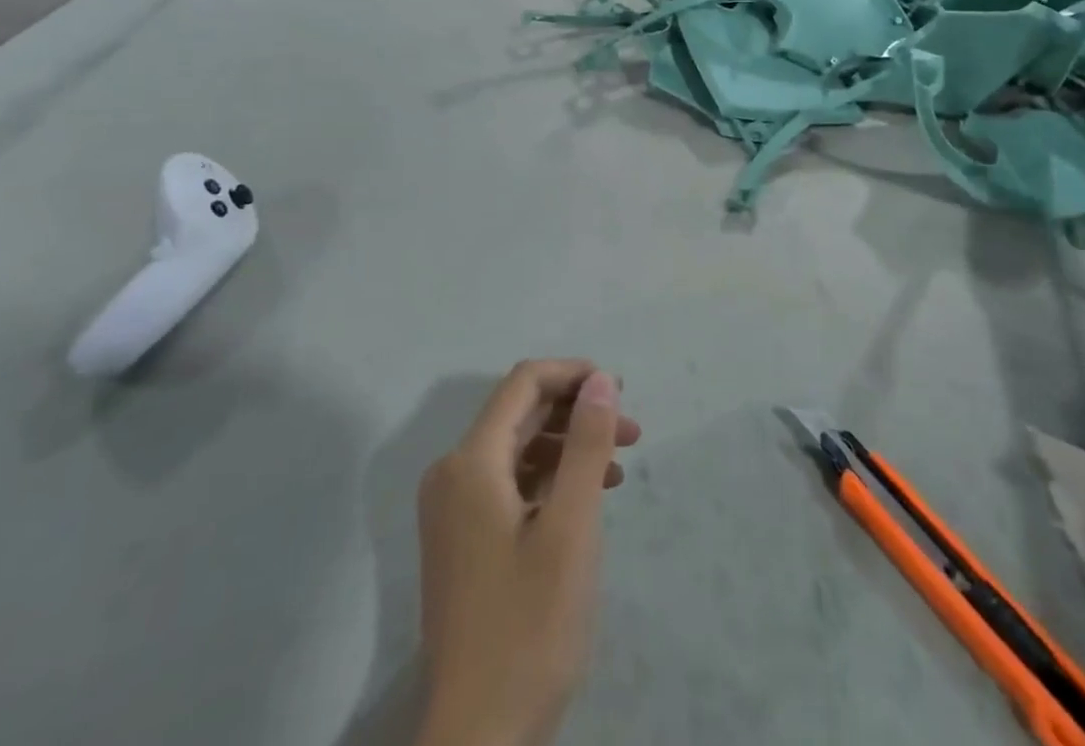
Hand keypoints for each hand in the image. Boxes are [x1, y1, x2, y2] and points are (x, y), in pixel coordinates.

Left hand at [415, 359, 641, 745]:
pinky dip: (550, 480)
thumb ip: (586, 445)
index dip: (572, 374)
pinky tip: (587, 498)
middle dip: (577, 412)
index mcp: (470, 461)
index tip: (618, 388)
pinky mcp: (462, 540)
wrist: (478, 739)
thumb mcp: (571, 528)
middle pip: (519, 414)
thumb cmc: (529, 627)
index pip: (523, 383)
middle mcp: (453, 473)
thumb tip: (599, 378)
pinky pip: (509, 485)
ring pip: (517, 450)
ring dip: (568, 446)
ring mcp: (453, 509)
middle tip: (630, 429)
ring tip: (619, 465)